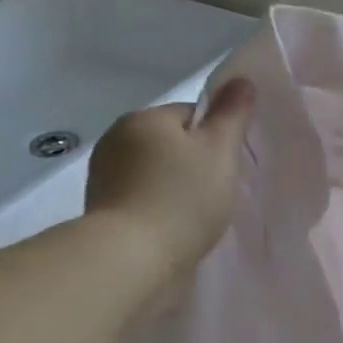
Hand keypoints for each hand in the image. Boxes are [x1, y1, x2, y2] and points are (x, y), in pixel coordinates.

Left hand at [85, 79, 256, 283]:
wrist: (129, 262)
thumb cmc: (181, 200)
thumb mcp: (220, 152)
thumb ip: (232, 114)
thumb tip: (242, 80)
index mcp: (143, 118)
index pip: (190, 116)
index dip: (215, 140)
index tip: (224, 170)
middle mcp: (116, 139)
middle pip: (170, 144)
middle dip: (192, 166)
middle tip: (213, 196)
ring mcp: (102, 176)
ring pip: (154, 174)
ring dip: (173, 190)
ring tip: (192, 219)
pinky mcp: (100, 211)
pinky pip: (139, 200)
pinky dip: (156, 211)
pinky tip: (170, 232)